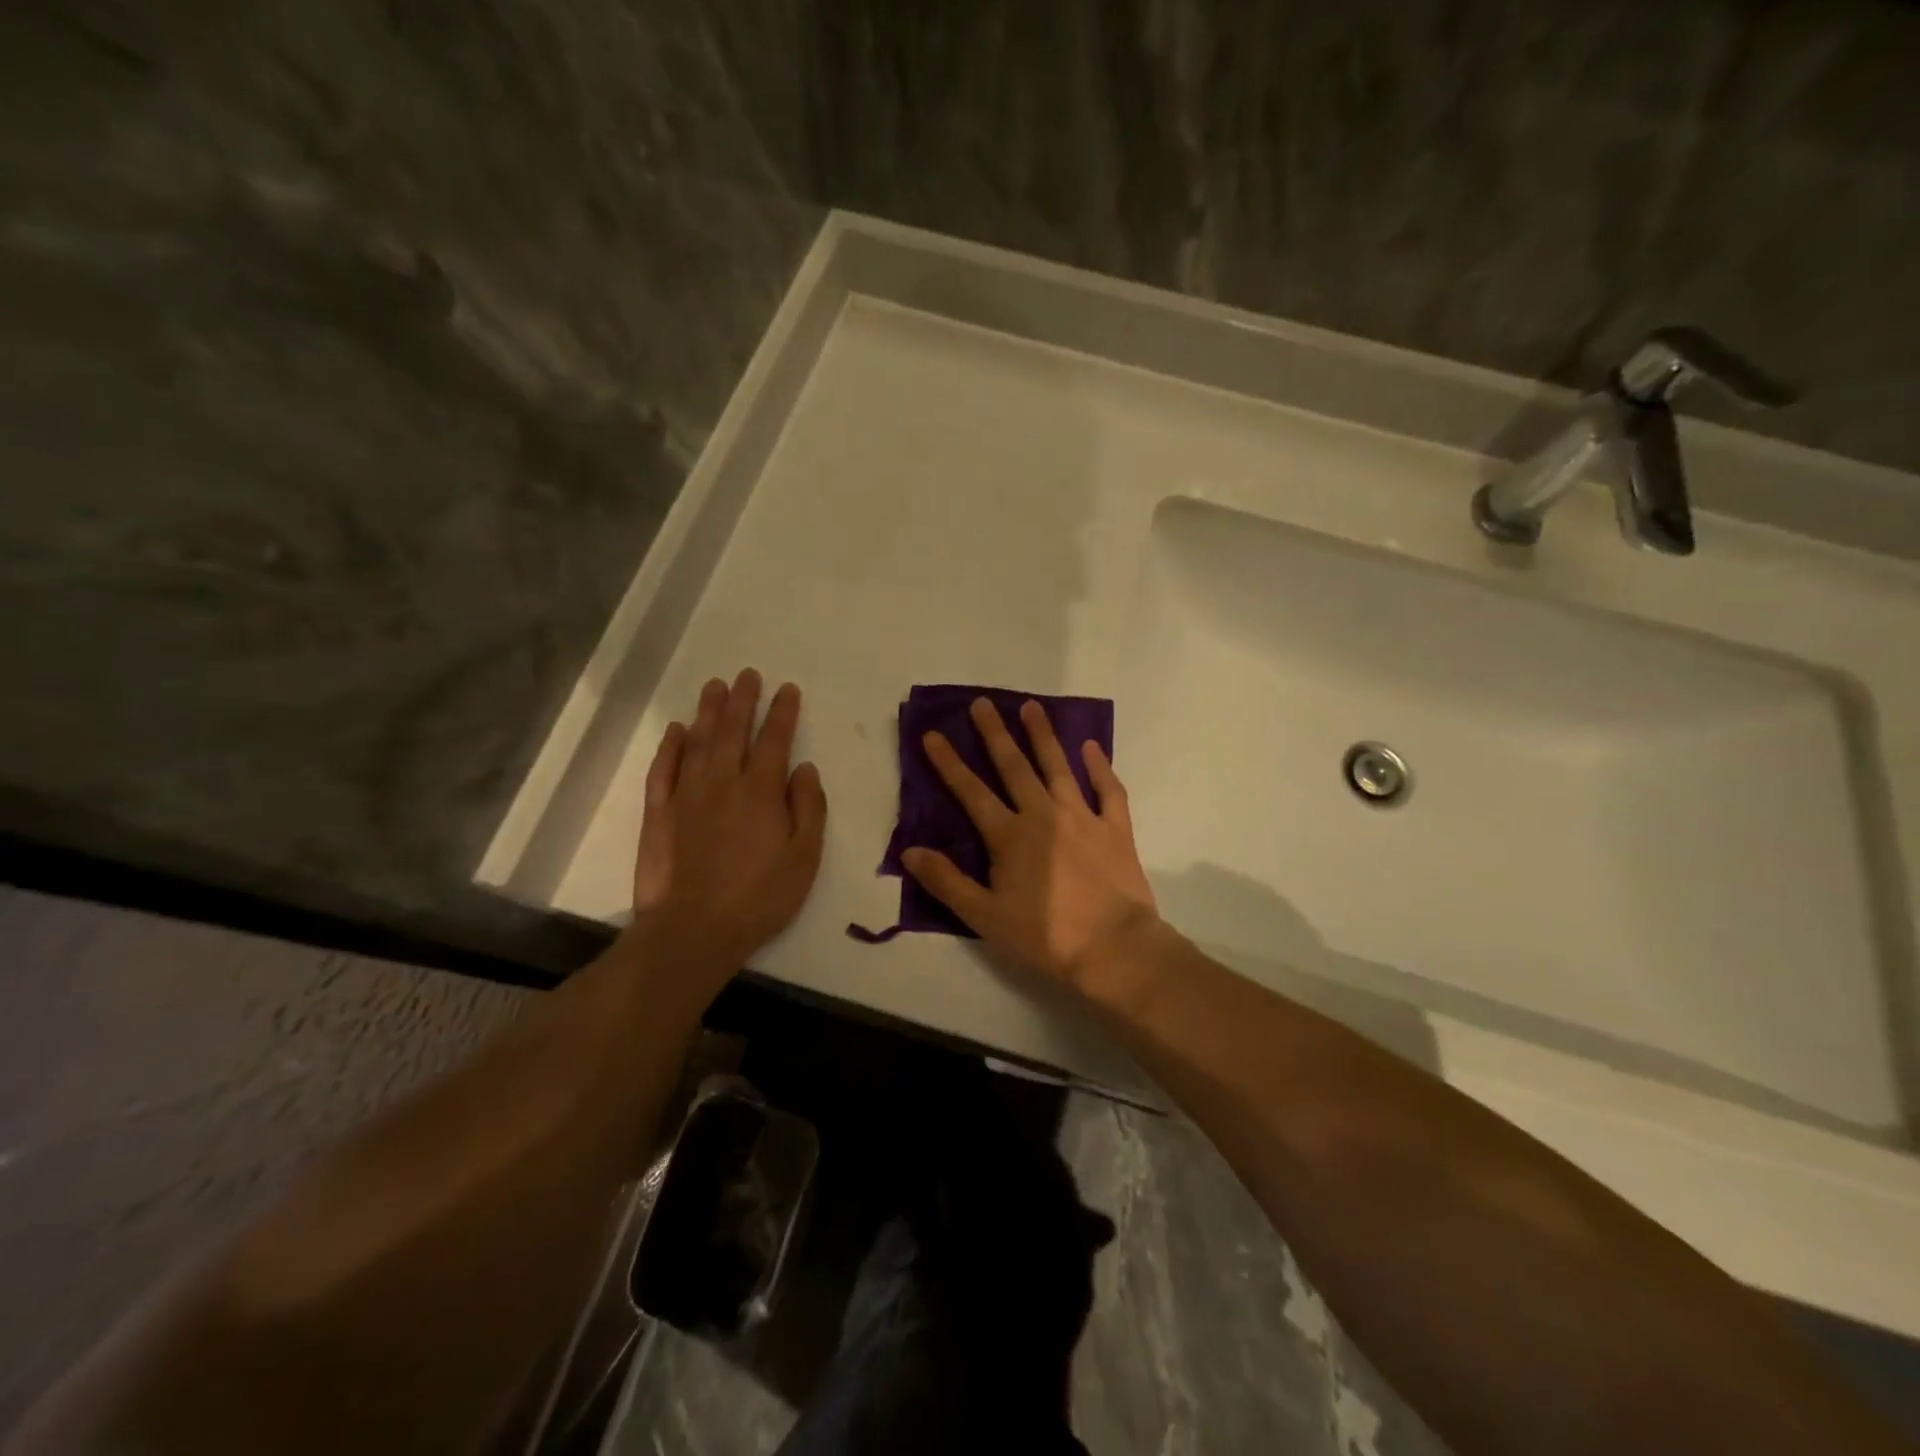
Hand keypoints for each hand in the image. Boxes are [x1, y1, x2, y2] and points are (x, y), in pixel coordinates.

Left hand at [629, 669, 826, 983]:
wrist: (693, 930)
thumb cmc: (760, 898)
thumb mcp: (804, 859)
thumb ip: (808, 808)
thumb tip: (804, 768)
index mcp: (761, 793)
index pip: (774, 741)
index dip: (782, 712)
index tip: (787, 689)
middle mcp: (723, 783)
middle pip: (732, 731)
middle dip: (742, 700)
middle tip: (747, 674)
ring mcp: (686, 796)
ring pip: (697, 742)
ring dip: (707, 712)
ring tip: (714, 687)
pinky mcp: (659, 813)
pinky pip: (663, 770)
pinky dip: (669, 747)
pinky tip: (675, 730)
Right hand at [901, 697, 1159, 993]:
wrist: (1113, 948)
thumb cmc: (1045, 936)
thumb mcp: (985, 916)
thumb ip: (947, 881)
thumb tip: (910, 851)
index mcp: (1009, 836)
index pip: (971, 792)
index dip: (948, 763)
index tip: (933, 734)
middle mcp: (1043, 815)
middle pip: (1014, 767)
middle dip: (994, 733)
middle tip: (982, 703)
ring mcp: (1082, 817)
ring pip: (1058, 767)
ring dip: (1042, 736)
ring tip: (1031, 707)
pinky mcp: (1115, 828)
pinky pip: (1107, 790)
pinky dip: (1099, 766)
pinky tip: (1091, 747)